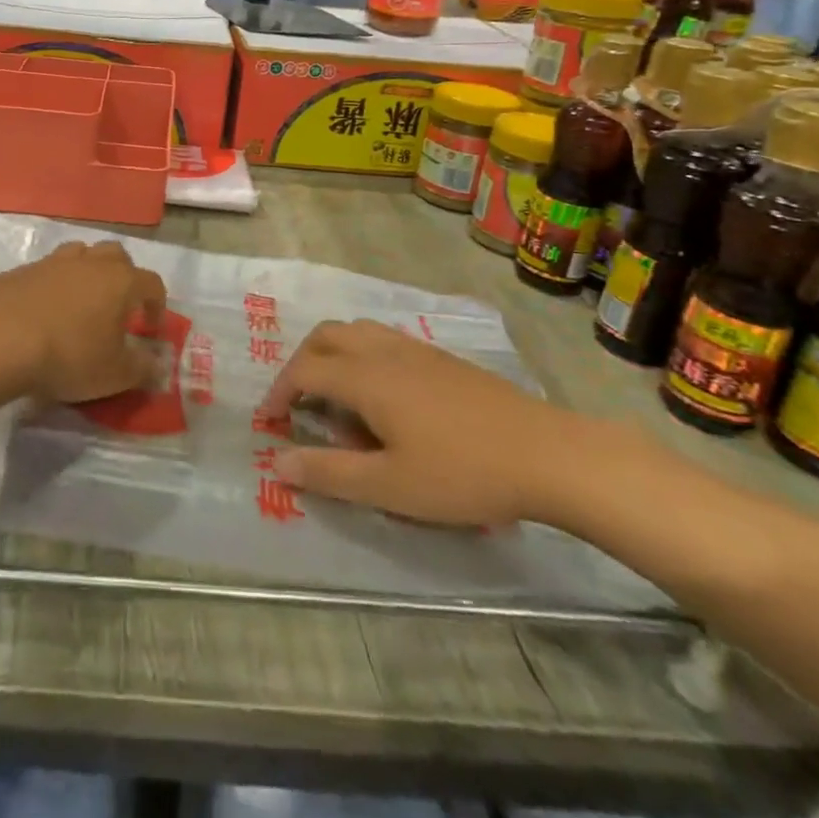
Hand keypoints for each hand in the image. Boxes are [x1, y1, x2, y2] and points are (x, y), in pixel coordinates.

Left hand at [0, 240, 165, 404]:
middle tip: (117, 307)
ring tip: (80, 302)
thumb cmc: (68, 357)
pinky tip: (42, 311)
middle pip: (115, 255)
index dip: (157, 305)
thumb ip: (142, 368)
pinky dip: (51, 285)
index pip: (152, 283)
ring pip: (78, 254)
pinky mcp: (19, 272)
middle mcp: (89, 263)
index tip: (150, 329)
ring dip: (86, 272)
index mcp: (120, 281)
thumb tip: (157, 364)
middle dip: (123, 276)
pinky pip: (44, 271)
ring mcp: (51, 263)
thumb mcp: (114, 374)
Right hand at [261, 320, 586, 527]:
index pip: (304, 370)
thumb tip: (278, 463)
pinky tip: (383, 396)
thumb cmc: (463, 473)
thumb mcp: (390, 486)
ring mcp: (416, 349)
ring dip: (332, 354)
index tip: (270, 422)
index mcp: (365, 377)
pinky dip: (362, 355)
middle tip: (297, 401)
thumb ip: (330, 473)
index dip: (279, 393)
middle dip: (301, 363)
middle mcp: (383, 351)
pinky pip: (384, 340)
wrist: (548, 455)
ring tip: (336, 395)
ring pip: (356, 331)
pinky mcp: (441, 358)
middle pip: (326, 337)